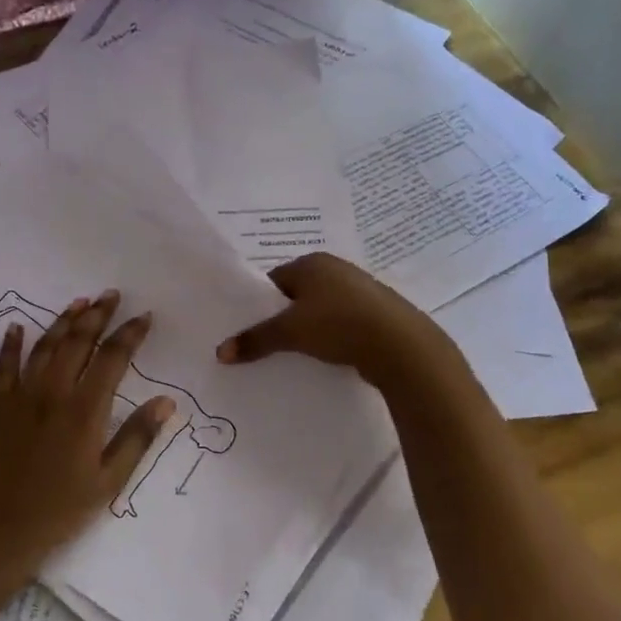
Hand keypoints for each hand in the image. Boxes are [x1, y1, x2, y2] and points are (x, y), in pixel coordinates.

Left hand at [0, 290, 175, 578]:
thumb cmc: (61, 511)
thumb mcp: (109, 481)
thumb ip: (136, 437)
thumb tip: (166, 402)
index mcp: (85, 410)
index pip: (113, 358)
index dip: (130, 334)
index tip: (144, 316)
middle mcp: (53, 393)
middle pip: (78, 342)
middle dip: (97, 315)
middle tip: (111, 295)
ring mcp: (20, 398)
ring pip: (44, 347)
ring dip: (62, 322)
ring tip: (78, 303)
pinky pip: (3, 368)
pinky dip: (11, 345)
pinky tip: (17, 328)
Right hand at [216, 253, 458, 387]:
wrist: (400, 345)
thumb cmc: (339, 324)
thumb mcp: (290, 332)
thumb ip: (255, 340)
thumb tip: (220, 353)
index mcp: (313, 262)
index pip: (274, 280)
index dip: (258, 304)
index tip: (248, 329)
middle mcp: (336, 270)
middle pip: (296, 295)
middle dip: (282, 319)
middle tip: (266, 345)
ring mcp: (359, 291)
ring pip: (320, 311)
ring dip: (307, 330)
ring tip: (294, 355)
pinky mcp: (374, 314)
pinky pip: (340, 324)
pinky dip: (330, 338)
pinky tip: (325, 357)